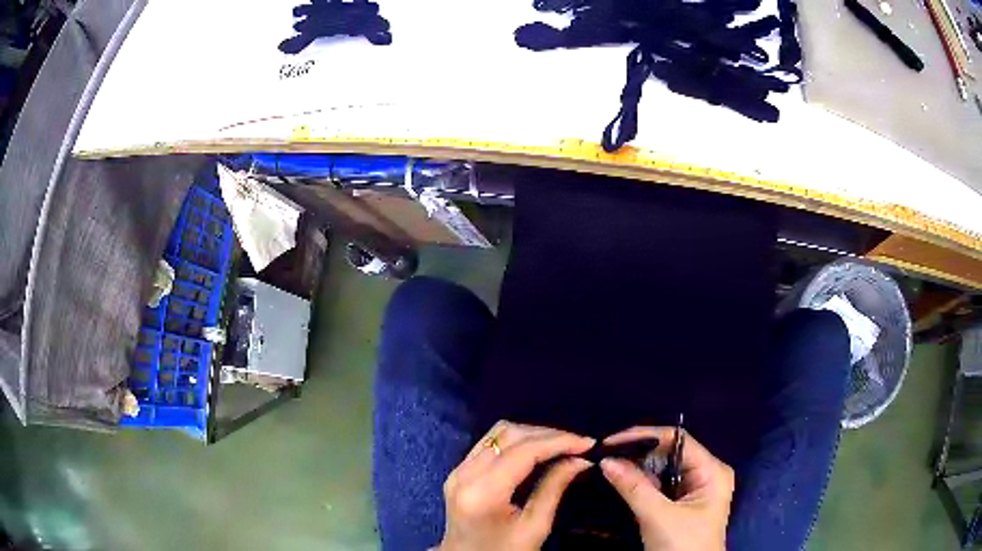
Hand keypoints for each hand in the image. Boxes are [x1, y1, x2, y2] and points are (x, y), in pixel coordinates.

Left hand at [438, 421, 594, 550]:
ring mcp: (457, 470)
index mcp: (482, 492)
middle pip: (508, 434)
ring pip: (498, 433)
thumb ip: (554, 488)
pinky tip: (539, 450)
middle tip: (578, 444)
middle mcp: (464, 474)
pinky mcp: (458, 471)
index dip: (558, 441)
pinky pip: (490, 443)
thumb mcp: (535, 527)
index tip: (589, 442)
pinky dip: (517, 441)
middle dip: (548, 434)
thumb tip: (580, 459)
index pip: (523, 451)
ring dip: (532, 434)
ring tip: (562, 445)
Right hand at [600, 426, 733, 550]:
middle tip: (602, 454)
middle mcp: (703, 475)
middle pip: (667, 454)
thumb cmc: (683, 546)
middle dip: (636, 454)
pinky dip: (637, 485)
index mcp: (711, 471)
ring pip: (659, 471)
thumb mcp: (658, 517)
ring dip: (634, 470)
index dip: (644, 436)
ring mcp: (691, 491)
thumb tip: (605, 460)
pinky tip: (616, 482)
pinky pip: (656, 487)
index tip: (610, 442)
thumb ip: (633, 487)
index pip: (677, 440)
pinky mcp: (678, 506)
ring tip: (604, 465)